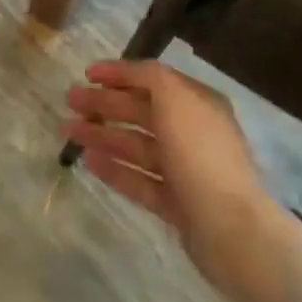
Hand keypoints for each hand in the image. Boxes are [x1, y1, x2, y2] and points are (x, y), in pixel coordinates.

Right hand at [65, 60, 279, 296]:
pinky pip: (140, 180)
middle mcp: (191, 132)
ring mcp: (185, 170)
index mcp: (196, 102)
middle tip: (69, 101)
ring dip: (103, 135)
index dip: (119, 74)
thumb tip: (128, 71)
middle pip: (141, 111)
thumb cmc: (200, 153)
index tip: (86, 73)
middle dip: (104, 104)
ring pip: (136, 146)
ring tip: (69, 132)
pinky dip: (115, 169)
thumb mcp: (175, 98)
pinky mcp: (177, 204)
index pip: (152, 79)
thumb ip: (149, 77)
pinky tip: (89, 163)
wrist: (232, 230)